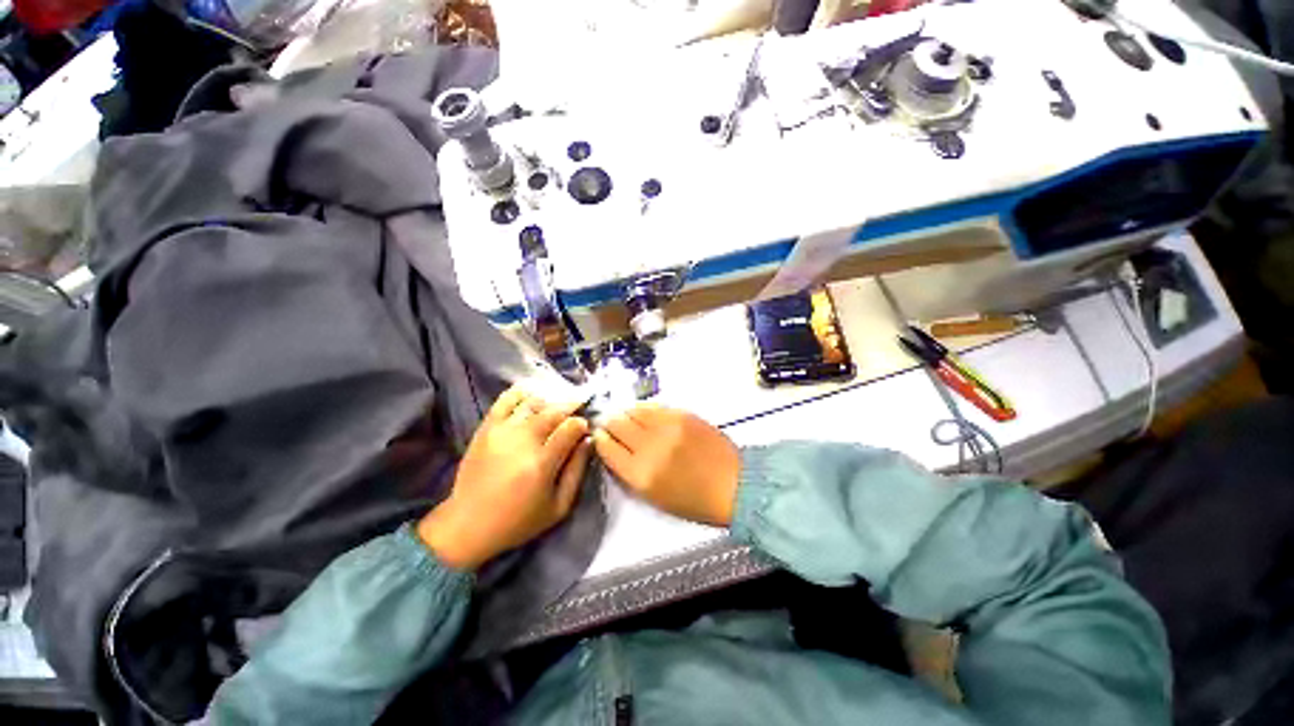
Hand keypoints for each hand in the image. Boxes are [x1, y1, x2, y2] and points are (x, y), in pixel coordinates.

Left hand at [417, 386, 591, 570]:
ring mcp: (501, 432)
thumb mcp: (559, 507)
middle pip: (554, 411)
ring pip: (533, 403)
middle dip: (571, 407)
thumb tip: (588, 440)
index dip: (582, 424)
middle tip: (578, 410)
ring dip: (550, 402)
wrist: (467, 524)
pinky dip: (521, 393)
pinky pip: (505, 400)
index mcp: (541, 464)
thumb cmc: (518, 521)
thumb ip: (577, 471)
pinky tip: (532, 395)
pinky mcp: (486, 428)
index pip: (570, 428)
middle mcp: (522, 442)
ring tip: (556, 409)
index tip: (584, 428)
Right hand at [593, 404, 740, 525]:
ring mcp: (667, 427)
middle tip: (611, 424)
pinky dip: (644, 408)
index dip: (600, 439)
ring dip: (626, 413)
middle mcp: (649, 447)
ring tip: (628, 417)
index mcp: (640, 475)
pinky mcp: (682, 414)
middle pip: (616, 424)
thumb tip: (615, 446)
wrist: (733, 484)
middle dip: (609, 423)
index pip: (607, 448)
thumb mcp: (654, 497)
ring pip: (633, 410)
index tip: (600, 435)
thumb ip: (630, 471)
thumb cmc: (693, 500)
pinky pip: (653, 406)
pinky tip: (644, 413)